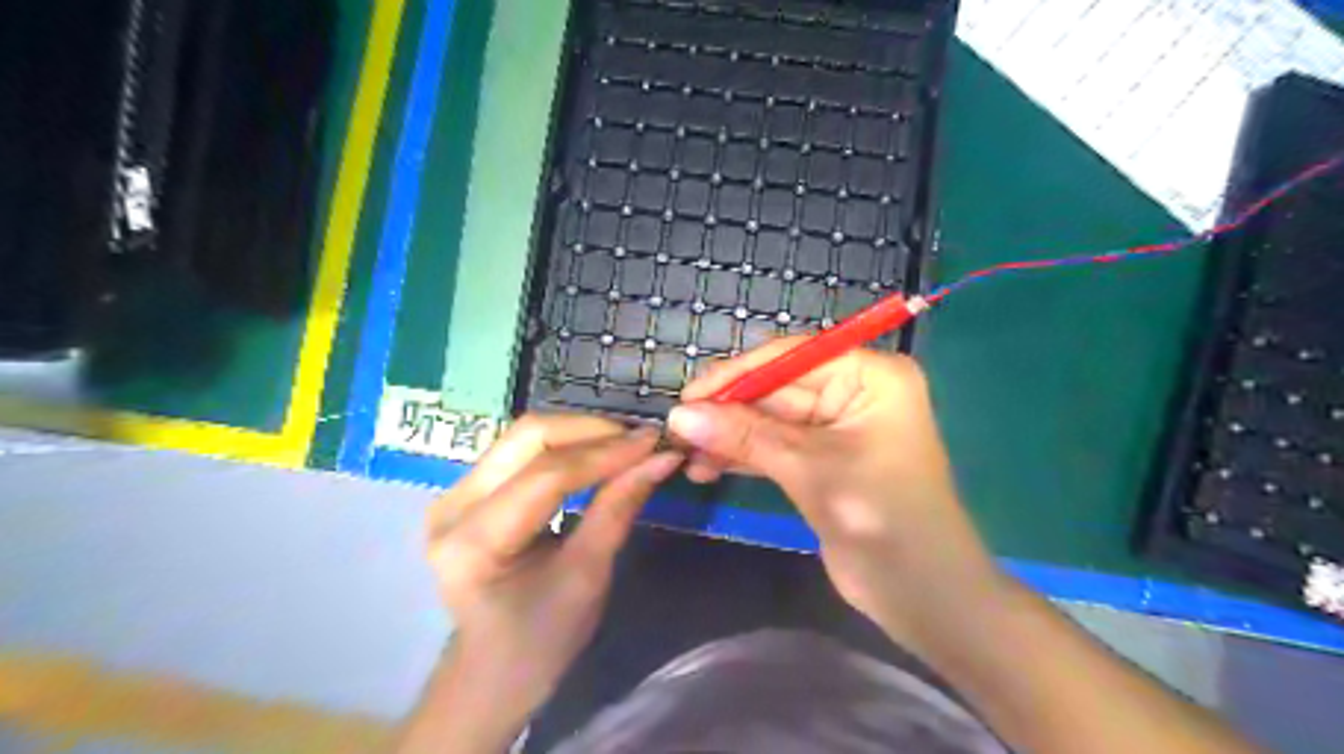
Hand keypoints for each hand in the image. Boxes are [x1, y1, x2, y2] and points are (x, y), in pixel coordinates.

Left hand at [426, 416, 682, 715]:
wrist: (494, 667)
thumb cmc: (543, 637)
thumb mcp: (588, 575)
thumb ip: (619, 508)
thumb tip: (661, 457)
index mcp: (473, 542)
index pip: (547, 476)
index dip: (605, 454)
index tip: (655, 442)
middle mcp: (452, 505)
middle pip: (528, 438)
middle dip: (592, 431)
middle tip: (641, 439)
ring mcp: (455, 492)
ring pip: (525, 435)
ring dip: (581, 432)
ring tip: (626, 442)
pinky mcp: (468, 488)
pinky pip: (522, 449)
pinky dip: (566, 444)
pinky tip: (598, 451)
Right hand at [666, 341, 1001, 653]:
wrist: (923, 596)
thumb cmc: (881, 518)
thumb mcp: (809, 469)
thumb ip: (744, 436)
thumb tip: (679, 414)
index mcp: (870, 376)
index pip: (792, 357)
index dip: (737, 374)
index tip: (687, 393)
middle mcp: (854, 392)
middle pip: (777, 389)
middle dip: (728, 411)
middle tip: (677, 430)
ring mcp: (837, 428)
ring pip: (770, 420)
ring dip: (729, 437)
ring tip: (685, 455)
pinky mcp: (822, 461)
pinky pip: (774, 447)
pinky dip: (743, 456)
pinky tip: (707, 468)